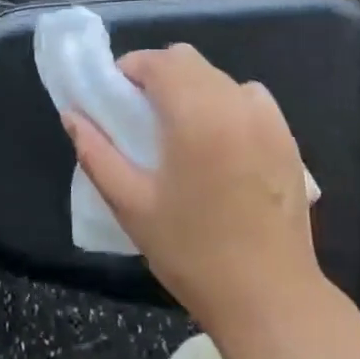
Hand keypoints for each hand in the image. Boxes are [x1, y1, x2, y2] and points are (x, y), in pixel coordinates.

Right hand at [64, 44, 325, 347]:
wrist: (270, 299)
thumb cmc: (192, 253)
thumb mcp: (131, 204)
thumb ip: (96, 153)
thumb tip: (72, 115)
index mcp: (195, 114)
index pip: (157, 61)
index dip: (129, 69)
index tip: (114, 97)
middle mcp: (234, 102)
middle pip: (187, 60)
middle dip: (157, 74)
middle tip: (140, 114)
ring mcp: (266, 118)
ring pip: (217, 76)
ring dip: (191, 87)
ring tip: (179, 129)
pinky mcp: (287, 137)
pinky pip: (248, 97)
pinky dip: (226, 102)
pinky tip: (218, 140)